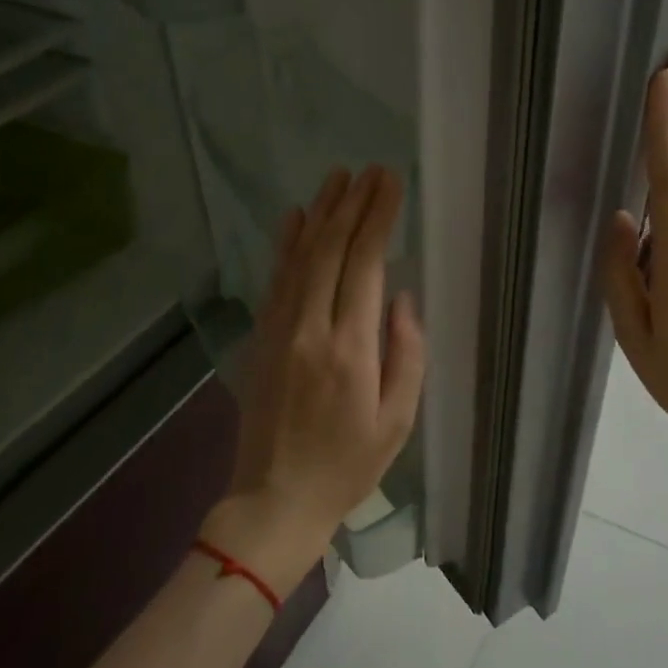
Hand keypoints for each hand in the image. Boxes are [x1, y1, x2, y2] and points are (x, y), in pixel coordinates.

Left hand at [204, 166, 425, 594]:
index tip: (390, 183)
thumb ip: (406, 355)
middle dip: (353, 205)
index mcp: (350, 349)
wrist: (276, 498)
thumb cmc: (348, 466)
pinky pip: (275, 280)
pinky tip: (295, 217)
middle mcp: (310, 329)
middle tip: (370, 170)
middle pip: (330, 250)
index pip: (365, 265)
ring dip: (319, 213)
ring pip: (299, 257)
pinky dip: (286, 244)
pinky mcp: (261, 339)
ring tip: (337, 177)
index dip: (378, 219)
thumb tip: (402, 298)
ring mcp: (279, 331)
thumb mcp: (397, 421)